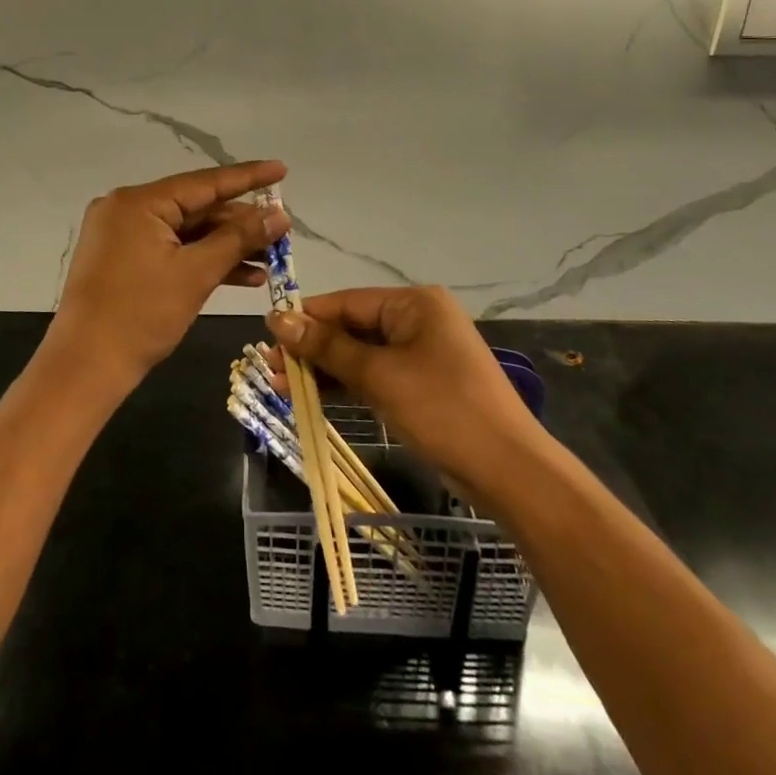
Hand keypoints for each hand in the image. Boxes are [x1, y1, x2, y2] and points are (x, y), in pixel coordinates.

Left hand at [49, 161, 290, 392]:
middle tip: (282, 230)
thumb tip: (279, 215)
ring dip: (226, 246)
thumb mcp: (196, 273)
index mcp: (138, 202)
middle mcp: (127, 209)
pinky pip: (171, 250)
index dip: (247, 177)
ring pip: (186, 232)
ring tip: (271, 258)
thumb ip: (239, 239)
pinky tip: (243, 276)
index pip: (204, 182)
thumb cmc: (141, 315)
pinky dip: (202, 261)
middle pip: (195, 208)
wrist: (86, 368)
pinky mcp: (123, 261)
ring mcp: (122, 236)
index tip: (281, 169)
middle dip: (240, 223)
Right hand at [267, 286, 545, 503]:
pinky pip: (376, 376)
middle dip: (311, 348)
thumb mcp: (379, 376)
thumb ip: (327, 347)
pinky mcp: (423, 385)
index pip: (346, 302)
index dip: (305, 318)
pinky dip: (347, 386)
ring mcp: (422, 354)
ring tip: (281, 385)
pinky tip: (314, 396)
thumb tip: (278, 318)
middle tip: (269, 367)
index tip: (266, 334)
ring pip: (360, 355)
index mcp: (414, 304)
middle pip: (351, 328)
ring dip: (324, 370)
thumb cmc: (443, 410)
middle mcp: (418, 320)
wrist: (510, 471)